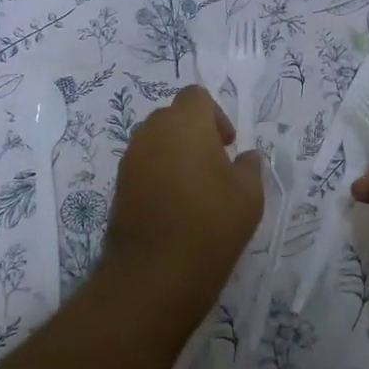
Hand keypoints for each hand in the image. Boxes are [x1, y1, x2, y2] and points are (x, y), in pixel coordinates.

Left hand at [103, 85, 263, 323]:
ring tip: (194, 189)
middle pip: (173, 116)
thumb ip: (250, 167)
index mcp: (185, 123)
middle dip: (193, 133)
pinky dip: (158, 174)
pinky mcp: (118, 185)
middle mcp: (152, 132)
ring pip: (155, 141)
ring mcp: (130, 159)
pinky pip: (143, 165)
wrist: (157, 271)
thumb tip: (246, 157)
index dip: (215, 115)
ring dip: (174, 153)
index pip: (195, 97)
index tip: (227, 145)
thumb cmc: (211, 223)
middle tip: (213, 166)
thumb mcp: (249, 195)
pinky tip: (174, 206)